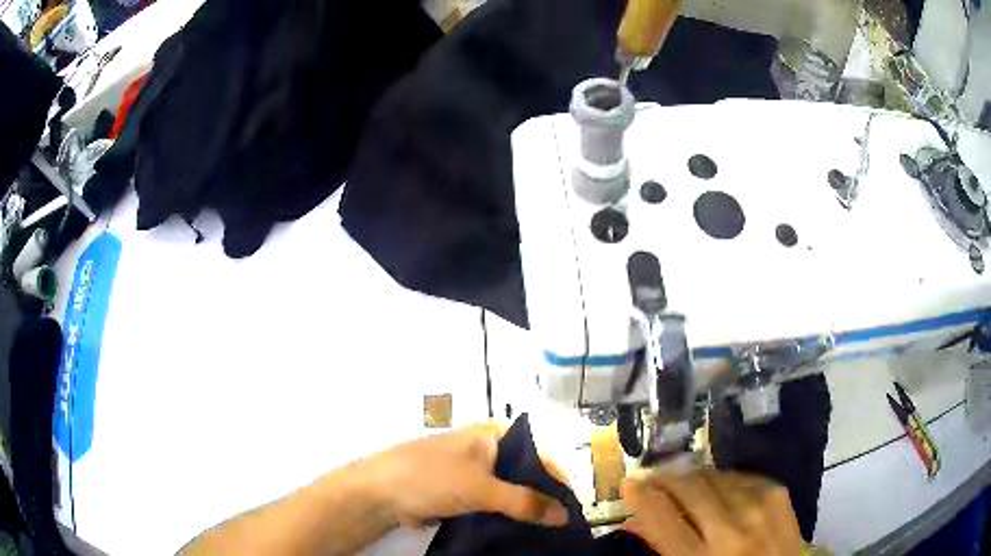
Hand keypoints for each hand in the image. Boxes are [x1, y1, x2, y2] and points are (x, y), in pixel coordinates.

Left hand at [368, 423, 568, 527]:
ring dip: (524, 509)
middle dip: (542, 496)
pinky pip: (492, 504)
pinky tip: (520, 532)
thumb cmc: (431, 477)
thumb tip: (564, 516)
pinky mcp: (460, 493)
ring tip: (547, 531)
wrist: (380, 492)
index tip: (572, 506)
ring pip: (509, 491)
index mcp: (492, 435)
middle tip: (562, 523)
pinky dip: (505, 516)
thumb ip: (524, 502)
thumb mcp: (481, 488)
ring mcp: (472, 473)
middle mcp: (485, 450)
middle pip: (525, 473)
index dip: (556, 478)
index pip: (538, 453)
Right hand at [622, 469, 801, 555]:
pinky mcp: (778, 494)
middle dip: (665, 477)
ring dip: (693, 476)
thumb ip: (665, 548)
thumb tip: (640, 520)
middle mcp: (730, 530)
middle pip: (689, 489)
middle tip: (652, 474)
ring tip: (681, 478)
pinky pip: (741, 476)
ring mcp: (758, 507)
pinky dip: (722, 478)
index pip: (662, 518)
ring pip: (715, 477)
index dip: (642, 495)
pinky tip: (715, 483)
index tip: (630, 482)